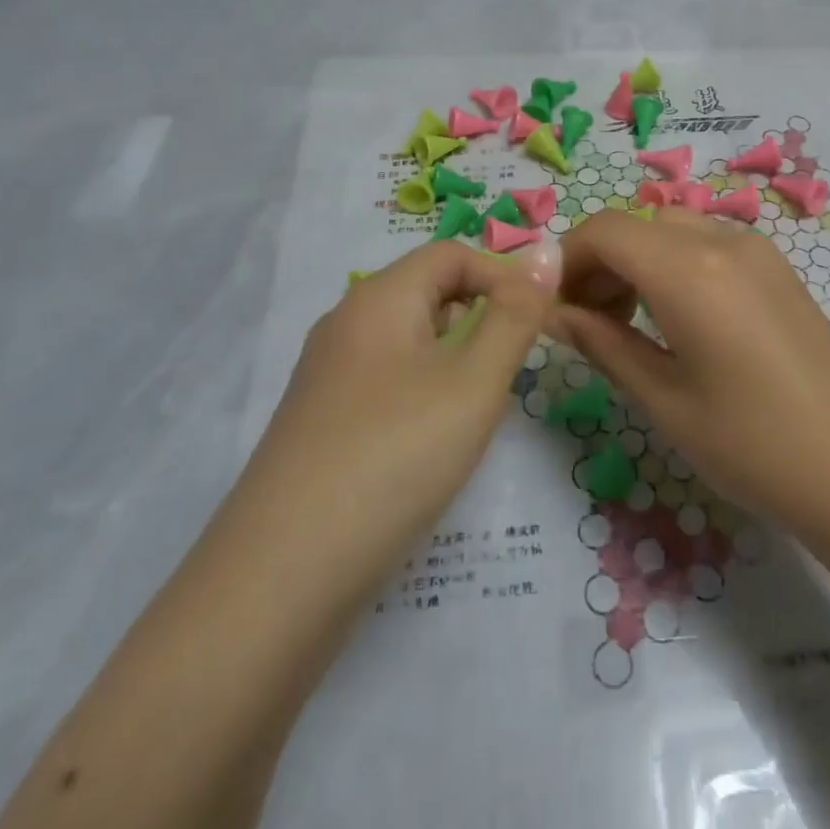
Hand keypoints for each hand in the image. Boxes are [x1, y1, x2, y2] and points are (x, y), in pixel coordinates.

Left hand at [234, 239, 560, 621]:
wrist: (282, 577)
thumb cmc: (395, 456)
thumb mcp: (474, 382)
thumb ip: (516, 315)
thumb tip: (547, 251)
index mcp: (379, 298)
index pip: (451, 255)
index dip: (502, 275)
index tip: (539, 322)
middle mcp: (346, 323)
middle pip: (426, 293)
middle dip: (480, 317)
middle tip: (513, 369)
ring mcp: (326, 376)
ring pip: (407, 341)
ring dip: (454, 359)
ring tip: (479, 407)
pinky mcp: (319, 423)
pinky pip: (385, 382)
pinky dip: (422, 393)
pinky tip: (432, 443)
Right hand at [553, 209, 829, 556]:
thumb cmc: (754, 445)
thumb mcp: (664, 400)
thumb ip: (602, 344)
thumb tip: (554, 315)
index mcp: (688, 269)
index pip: (604, 230)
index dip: (566, 260)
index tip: (552, 307)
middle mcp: (722, 241)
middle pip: (637, 225)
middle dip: (600, 261)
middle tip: (586, 321)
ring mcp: (758, 251)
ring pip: (673, 230)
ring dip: (637, 261)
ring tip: (628, 323)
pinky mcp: (779, 270)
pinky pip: (708, 244)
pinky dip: (674, 264)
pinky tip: (678, 319)